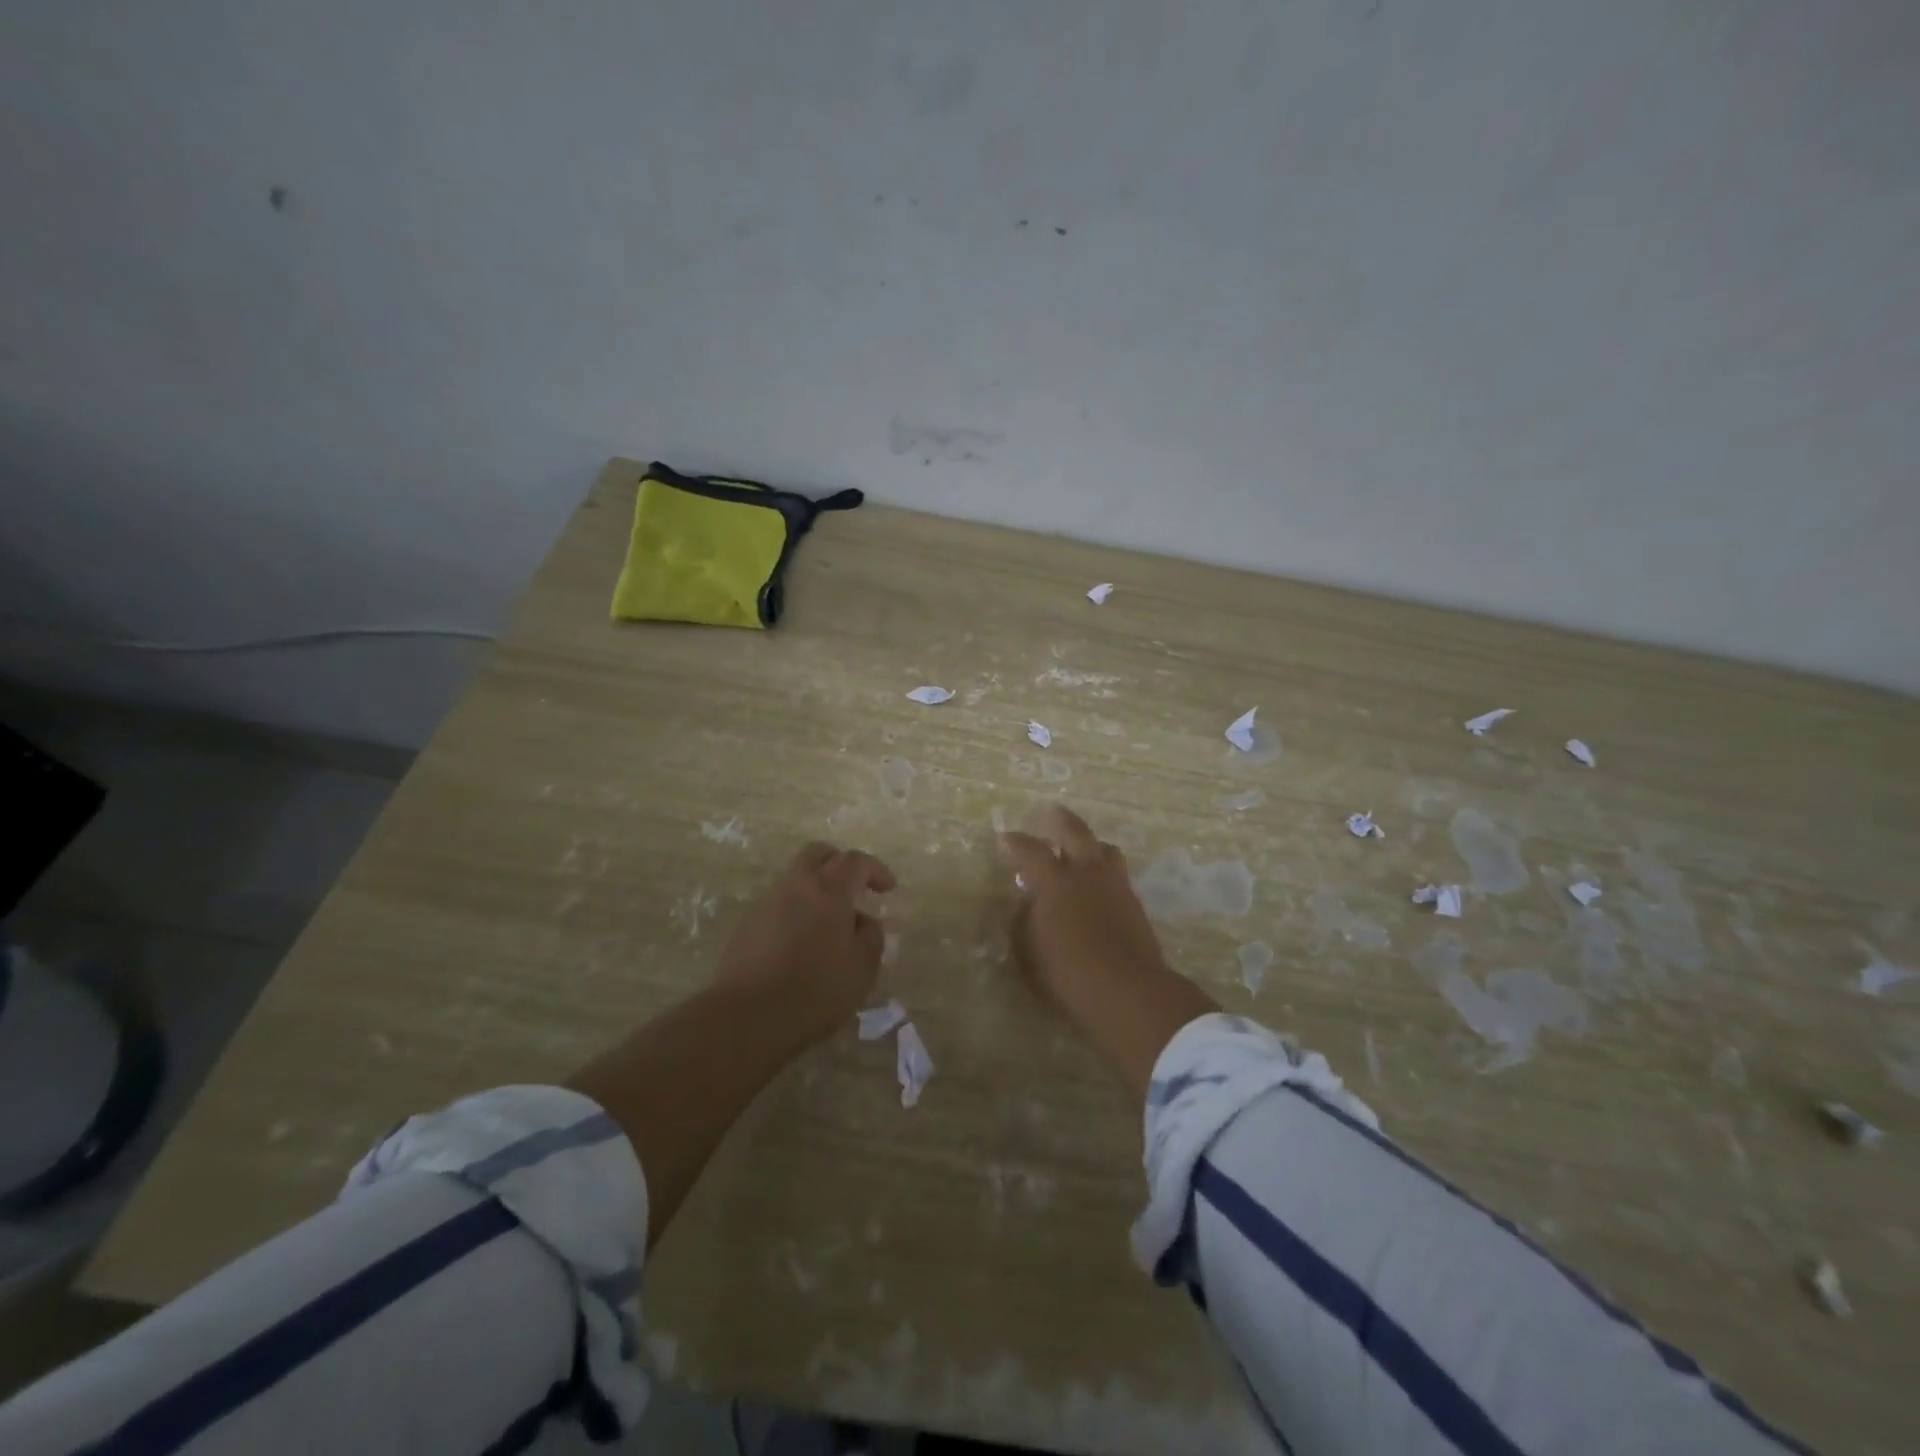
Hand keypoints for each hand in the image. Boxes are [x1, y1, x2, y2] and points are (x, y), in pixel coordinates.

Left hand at [713, 842, 896, 1041]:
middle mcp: (796, 886)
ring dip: (817, 891)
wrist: (746, 1016)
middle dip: (840, 864)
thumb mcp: (862, 970)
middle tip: (855, 889)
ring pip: (796, 880)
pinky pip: (779, 905)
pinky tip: (803, 945)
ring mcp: (767, 903)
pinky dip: (797, 912)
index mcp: (828, 889)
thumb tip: (864, 922)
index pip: (856, 861)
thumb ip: (871, 938)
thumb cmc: (815, 990)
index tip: (888, 888)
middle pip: (818, 854)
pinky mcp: (747, 925)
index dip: (876, 870)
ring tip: (831, 926)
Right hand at [999, 805, 1217, 1100]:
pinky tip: (1099, 884)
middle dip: (1061, 820)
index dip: (1016, 842)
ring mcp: (1115, 886)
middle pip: (1075, 832)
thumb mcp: (1030, 951)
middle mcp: (1086, 874)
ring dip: (1090, 844)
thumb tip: (1030, 902)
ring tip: (1083, 848)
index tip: (1005, 837)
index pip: (1031, 851)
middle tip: (1052, 811)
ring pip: (1105, 850)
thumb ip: (1026, 920)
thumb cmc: (1068, 974)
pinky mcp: (1135, 904)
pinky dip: (1104, 871)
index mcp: (1055, 882)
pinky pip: (1117, 875)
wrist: (1128, 990)